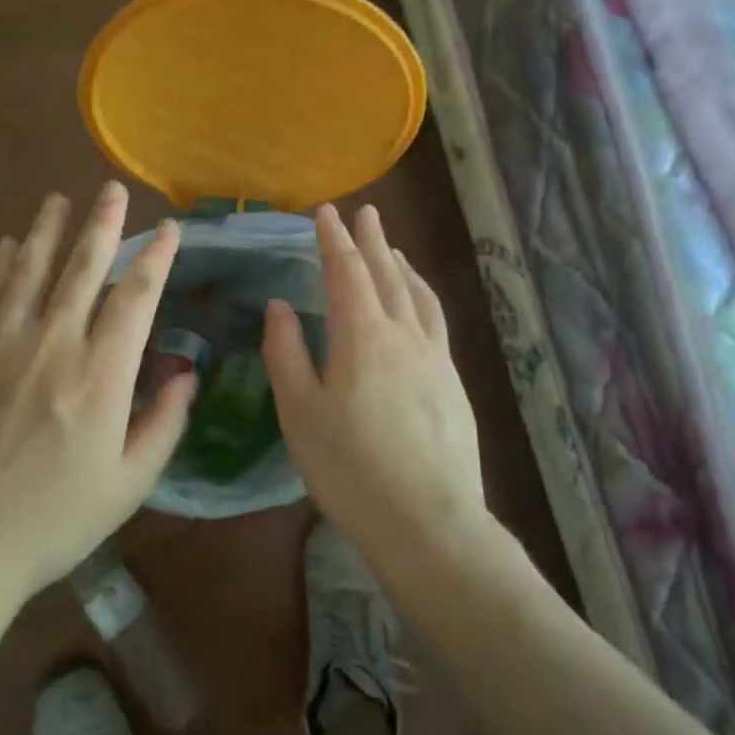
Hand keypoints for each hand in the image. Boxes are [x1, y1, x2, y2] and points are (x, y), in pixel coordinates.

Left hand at [0, 183, 194, 601]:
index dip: (156, 259)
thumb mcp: (129, 484)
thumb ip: (164, 423)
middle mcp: (55, 343)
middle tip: (111, 190)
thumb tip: (186, 374)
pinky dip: (2, 263)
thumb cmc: (52, 520)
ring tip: (60, 199)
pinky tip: (10, 243)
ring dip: (49, 231)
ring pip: (31, 269)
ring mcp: (3, 342)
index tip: (168, 230)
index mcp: (102, 375)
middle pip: (83, 268)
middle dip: (103, 225)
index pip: (136, 298)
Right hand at [263, 204, 486, 562]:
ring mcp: (435, 357)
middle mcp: (403, 334)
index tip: (324, 213)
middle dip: (370, 240)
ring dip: (401, 265)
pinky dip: (423, 295)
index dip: (332, 239)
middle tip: (364, 212)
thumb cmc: (350, 468)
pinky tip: (420, 302)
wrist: (428, 522)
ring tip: (391, 247)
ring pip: (417, 295)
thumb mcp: (300, 412)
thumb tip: (281, 307)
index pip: (345, 272)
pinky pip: (435, 320)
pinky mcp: (453, 382)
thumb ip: (286, 353)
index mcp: (362, 336)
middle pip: (386, 274)